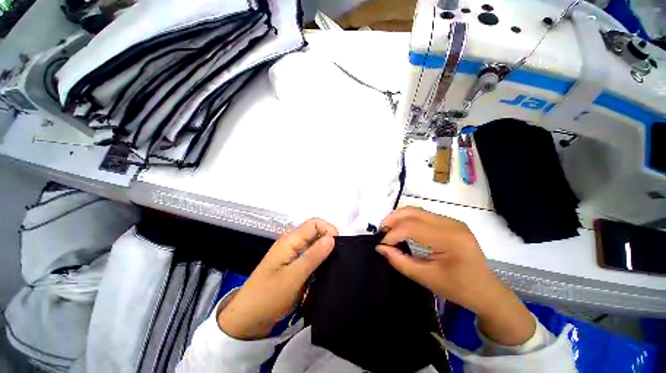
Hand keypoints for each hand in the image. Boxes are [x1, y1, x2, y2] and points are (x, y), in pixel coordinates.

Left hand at [217, 218, 337, 339]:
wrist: (248, 319)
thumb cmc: (269, 296)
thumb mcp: (294, 276)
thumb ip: (314, 255)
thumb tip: (332, 238)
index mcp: (290, 240)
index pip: (314, 223)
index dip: (328, 230)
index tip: (337, 246)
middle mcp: (291, 243)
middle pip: (315, 233)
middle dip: (328, 242)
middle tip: (337, 258)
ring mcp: (291, 254)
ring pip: (313, 245)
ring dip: (324, 253)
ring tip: (332, 266)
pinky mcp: (292, 265)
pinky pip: (310, 257)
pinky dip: (318, 262)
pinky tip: (323, 273)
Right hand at [376, 207, 534, 345]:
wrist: (486, 290)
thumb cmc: (458, 289)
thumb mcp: (426, 279)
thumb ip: (400, 261)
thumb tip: (380, 247)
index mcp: (450, 239)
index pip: (412, 227)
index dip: (393, 234)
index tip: (382, 244)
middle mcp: (451, 224)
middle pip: (413, 212)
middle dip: (392, 219)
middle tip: (381, 231)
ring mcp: (452, 220)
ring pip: (417, 210)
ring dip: (399, 217)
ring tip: (388, 229)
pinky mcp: (450, 222)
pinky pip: (423, 214)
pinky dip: (408, 219)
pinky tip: (402, 228)